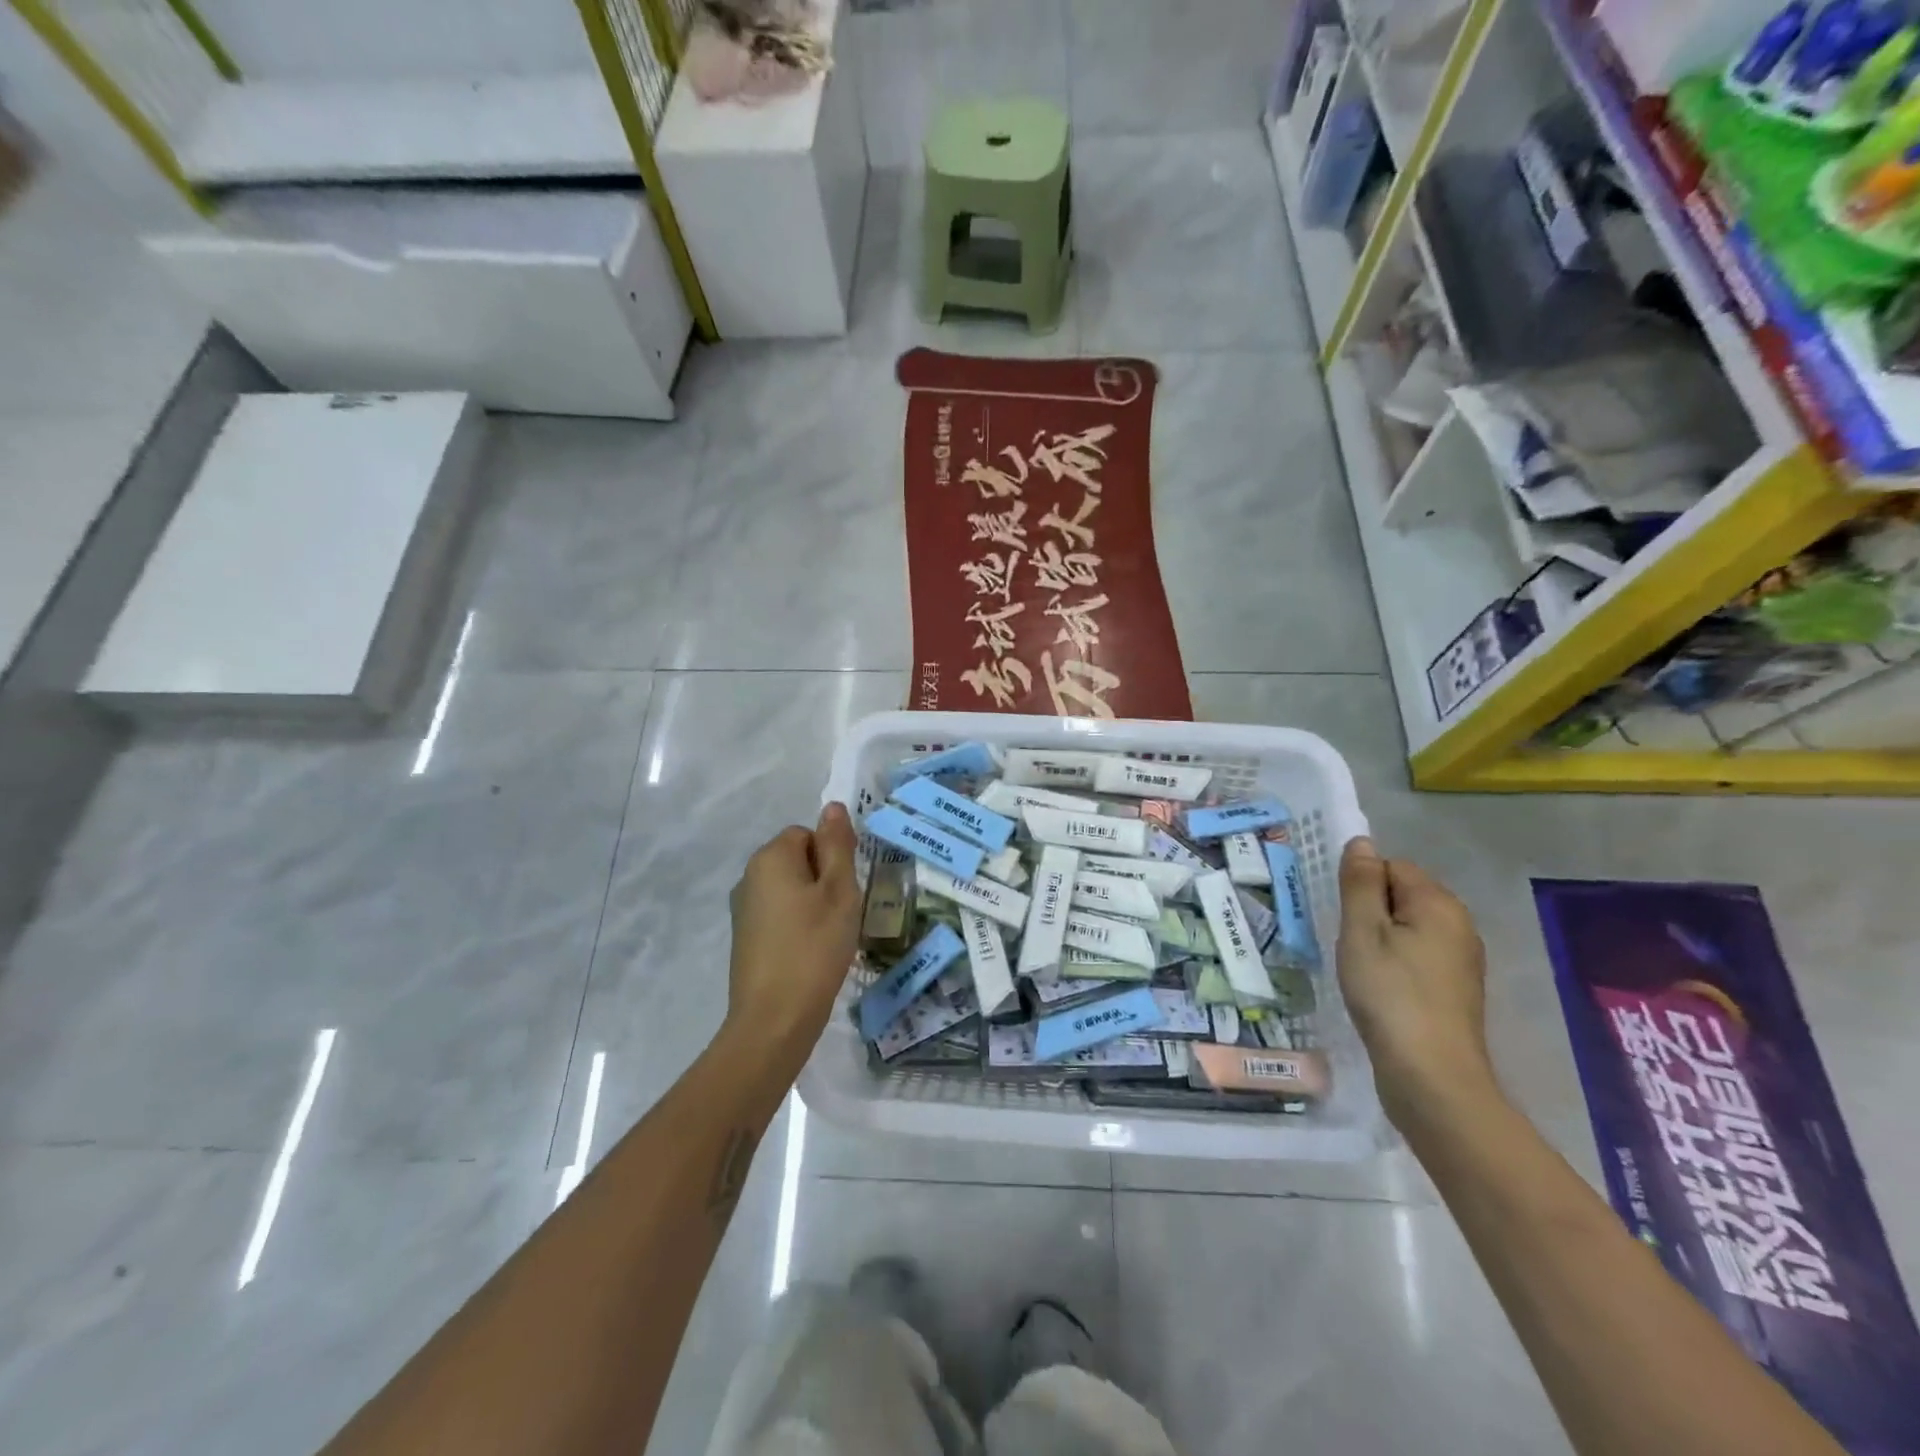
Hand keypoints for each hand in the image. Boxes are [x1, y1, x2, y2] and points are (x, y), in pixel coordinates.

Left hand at [723, 803, 862, 1078]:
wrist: (775, 1019)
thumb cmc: (815, 947)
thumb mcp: (839, 890)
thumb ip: (837, 845)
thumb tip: (831, 806)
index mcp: (770, 858)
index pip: (807, 834)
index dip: (832, 856)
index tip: (845, 888)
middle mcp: (749, 877)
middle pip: (798, 861)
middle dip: (824, 880)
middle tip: (843, 913)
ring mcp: (744, 910)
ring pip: (791, 890)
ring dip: (814, 905)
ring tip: (831, 936)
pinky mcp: (745, 940)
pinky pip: (780, 916)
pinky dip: (799, 927)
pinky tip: (813, 954)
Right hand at [1336, 838, 1498, 1128]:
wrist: (1432, 1076)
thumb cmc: (1390, 994)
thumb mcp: (1362, 931)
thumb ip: (1360, 883)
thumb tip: (1361, 842)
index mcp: (1438, 904)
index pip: (1392, 866)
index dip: (1361, 886)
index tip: (1343, 916)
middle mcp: (1459, 925)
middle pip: (1403, 895)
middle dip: (1370, 911)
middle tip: (1347, 943)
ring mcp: (1461, 960)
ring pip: (1408, 928)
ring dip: (1380, 939)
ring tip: (1359, 968)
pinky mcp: (1455, 990)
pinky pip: (1417, 956)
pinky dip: (1394, 964)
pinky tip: (1379, 989)